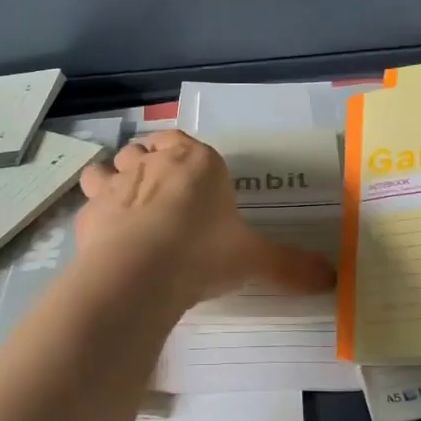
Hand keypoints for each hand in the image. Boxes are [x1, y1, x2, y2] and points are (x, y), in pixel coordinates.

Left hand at [77, 131, 335, 306]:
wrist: (141, 270)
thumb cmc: (204, 252)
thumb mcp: (254, 259)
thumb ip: (290, 266)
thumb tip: (332, 280)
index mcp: (197, 162)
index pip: (184, 141)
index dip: (183, 153)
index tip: (188, 175)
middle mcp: (153, 163)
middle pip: (145, 150)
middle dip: (149, 164)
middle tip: (162, 194)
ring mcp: (116, 184)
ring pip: (109, 166)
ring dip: (114, 177)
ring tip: (126, 203)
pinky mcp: (90, 212)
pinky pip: (89, 201)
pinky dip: (95, 211)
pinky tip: (103, 231)